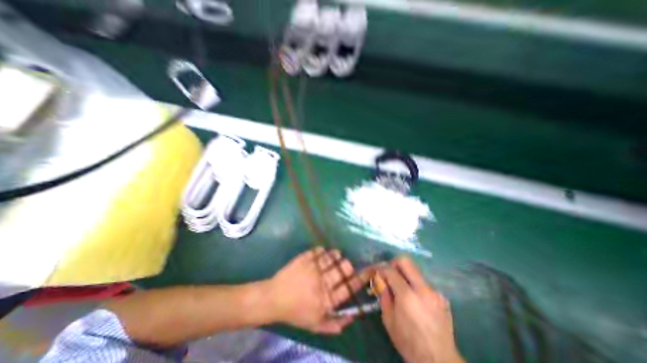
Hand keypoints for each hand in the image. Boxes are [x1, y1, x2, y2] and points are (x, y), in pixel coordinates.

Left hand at [266, 246, 368, 334]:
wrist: (274, 298)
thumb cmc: (295, 312)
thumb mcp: (315, 325)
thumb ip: (335, 323)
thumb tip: (353, 316)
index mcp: (326, 299)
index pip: (349, 288)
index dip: (360, 279)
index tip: (368, 272)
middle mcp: (322, 282)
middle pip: (342, 269)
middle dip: (348, 266)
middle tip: (346, 265)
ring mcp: (313, 268)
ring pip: (332, 257)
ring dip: (336, 255)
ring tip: (337, 255)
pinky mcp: (305, 258)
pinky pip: (318, 250)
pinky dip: (323, 251)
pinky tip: (323, 252)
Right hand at [380, 256, 464, 360]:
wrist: (439, 362)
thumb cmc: (409, 343)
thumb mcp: (389, 319)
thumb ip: (383, 294)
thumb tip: (379, 278)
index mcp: (407, 296)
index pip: (390, 270)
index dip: (381, 269)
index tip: (377, 273)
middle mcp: (423, 289)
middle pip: (405, 261)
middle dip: (394, 263)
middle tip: (389, 274)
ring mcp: (434, 292)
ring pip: (415, 271)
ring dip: (405, 275)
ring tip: (401, 289)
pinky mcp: (441, 297)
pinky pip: (424, 283)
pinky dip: (415, 285)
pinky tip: (415, 300)